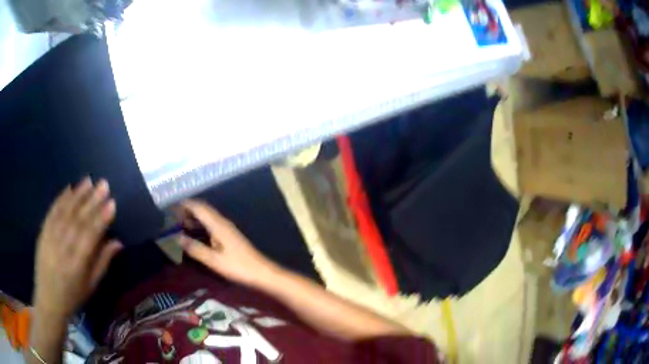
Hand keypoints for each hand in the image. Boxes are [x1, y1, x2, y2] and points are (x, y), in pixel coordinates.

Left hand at [33, 178, 122, 318]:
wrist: (48, 300)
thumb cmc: (73, 296)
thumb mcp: (91, 286)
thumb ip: (103, 263)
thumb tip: (118, 242)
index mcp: (77, 265)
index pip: (90, 236)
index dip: (101, 219)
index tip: (112, 203)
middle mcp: (62, 249)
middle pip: (78, 220)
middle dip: (91, 201)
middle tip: (103, 184)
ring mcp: (50, 239)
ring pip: (65, 213)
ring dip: (77, 195)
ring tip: (88, 180)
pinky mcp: (42, 233)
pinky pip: (52, 213)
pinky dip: (60, 200)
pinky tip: (68, 188)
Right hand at [177, 199, 277, 285]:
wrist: (261, 272)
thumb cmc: (237, 266)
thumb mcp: (214, 260)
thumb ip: (195, 248)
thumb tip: (178, 238)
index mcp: (218, 225)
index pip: (199, 208)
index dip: (186, 205)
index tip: (172, 206)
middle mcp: (223, 222)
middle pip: (204, 209)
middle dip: (189, 209)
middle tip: (174, 215)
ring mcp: (227, 228)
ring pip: (208, 216)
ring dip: (195, 217)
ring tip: (181, 223)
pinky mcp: (230, 235)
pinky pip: (212, 224)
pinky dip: (202, 224)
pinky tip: (196, 233)